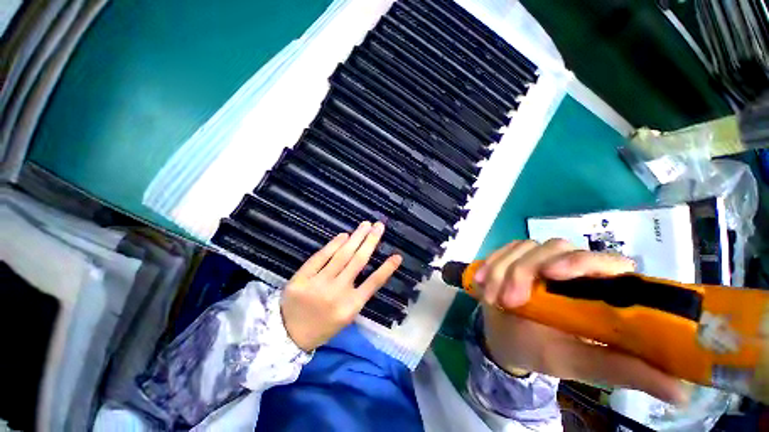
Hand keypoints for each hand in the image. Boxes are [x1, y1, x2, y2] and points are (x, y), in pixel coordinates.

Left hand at [281, 221, 401, 351]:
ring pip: (341, 255)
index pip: (373, 283)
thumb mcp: (346, 315)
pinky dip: (333, 245)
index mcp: (350, 306)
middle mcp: (337, 293)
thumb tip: (368, 266)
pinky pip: (320, 257)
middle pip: (358, 261)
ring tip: (365, 225)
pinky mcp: (301, 278)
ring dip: (356, 238)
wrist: (289, 335)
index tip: (397, 255)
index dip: (387, 268)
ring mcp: (318, 284)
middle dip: (370, 241)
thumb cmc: (323, 325)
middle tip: (379, 226)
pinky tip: (344, 235)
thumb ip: (359, 293)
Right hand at [474, 239, 686, 403]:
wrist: (505, 337)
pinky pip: (501, 251)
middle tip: (510, 300)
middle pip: (554, 246)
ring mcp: (536, 260)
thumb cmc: (544, 350)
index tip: (554, 275)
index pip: (605, 261)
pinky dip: (490, 265)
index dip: (583, 262)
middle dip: (526, 270)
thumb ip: (623, 370)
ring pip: (522, 247)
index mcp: (595, 289)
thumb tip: (683, 393)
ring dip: (503, 271)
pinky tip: (482, 283)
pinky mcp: (512, 257)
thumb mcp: (580, 362)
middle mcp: (568, 267)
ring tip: (494, 299)